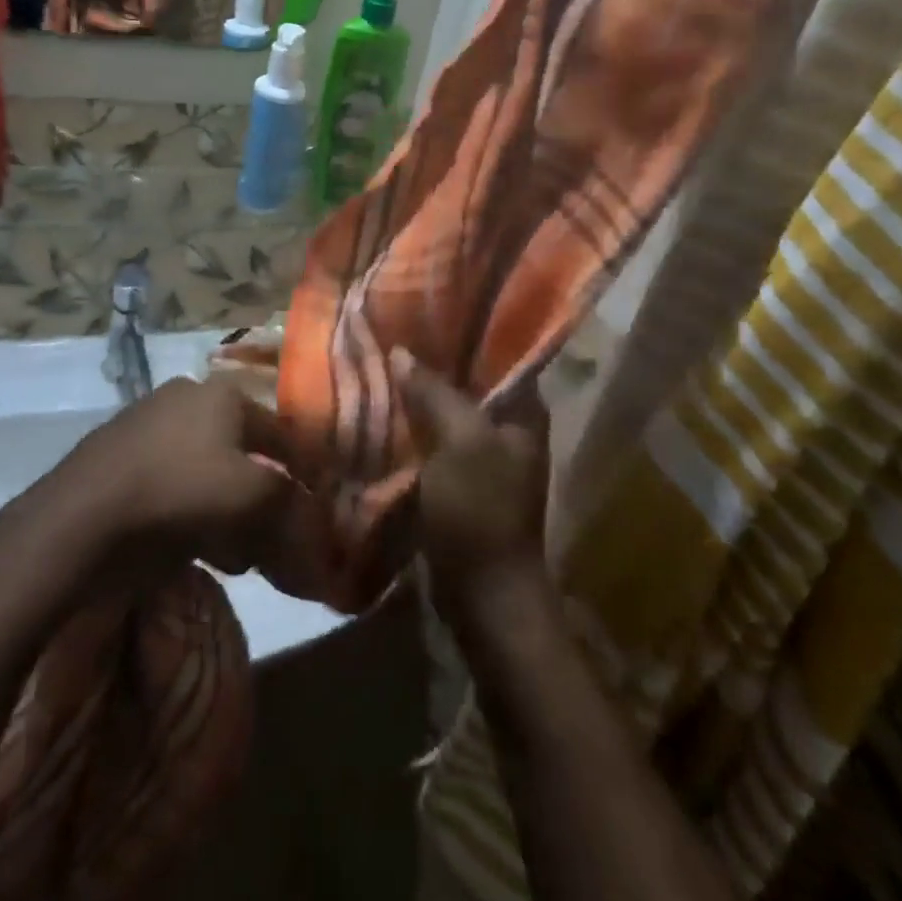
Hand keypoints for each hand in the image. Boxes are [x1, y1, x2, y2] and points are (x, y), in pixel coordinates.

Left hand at [57, 375, 306, 575]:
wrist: (77, 522)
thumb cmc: (178, 495)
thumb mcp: (254, 499)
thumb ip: (294, 510)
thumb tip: (320, 544)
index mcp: (223, 394)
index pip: (283, 433)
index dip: (304, 476)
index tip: (314, 516)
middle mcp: (186, 398)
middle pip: (244, 455)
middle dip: (262, 502)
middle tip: (269, 543)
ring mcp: (146, 426)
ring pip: (208, 474)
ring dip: (229, 515)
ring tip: (233, 555)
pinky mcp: (117, 459)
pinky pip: (173, 486)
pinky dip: (191, 515)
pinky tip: (191, 548)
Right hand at [393, 348, 549, 607]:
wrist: (483, 593)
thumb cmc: (481, 510)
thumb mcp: (461, 443)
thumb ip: (435, 393)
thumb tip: (402, 352)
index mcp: (523, 410)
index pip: (498, 351)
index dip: (463, 328)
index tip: (423, 307)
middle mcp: (508, 424)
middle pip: (468, 378)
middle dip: (431, 358)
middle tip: (390, 331)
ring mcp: (482, 451)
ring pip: (446, 407)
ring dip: (417, 391)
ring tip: (378, 360)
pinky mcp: (458, 475)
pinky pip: (433, 436)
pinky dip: (411, 422)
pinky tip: (379, 406)